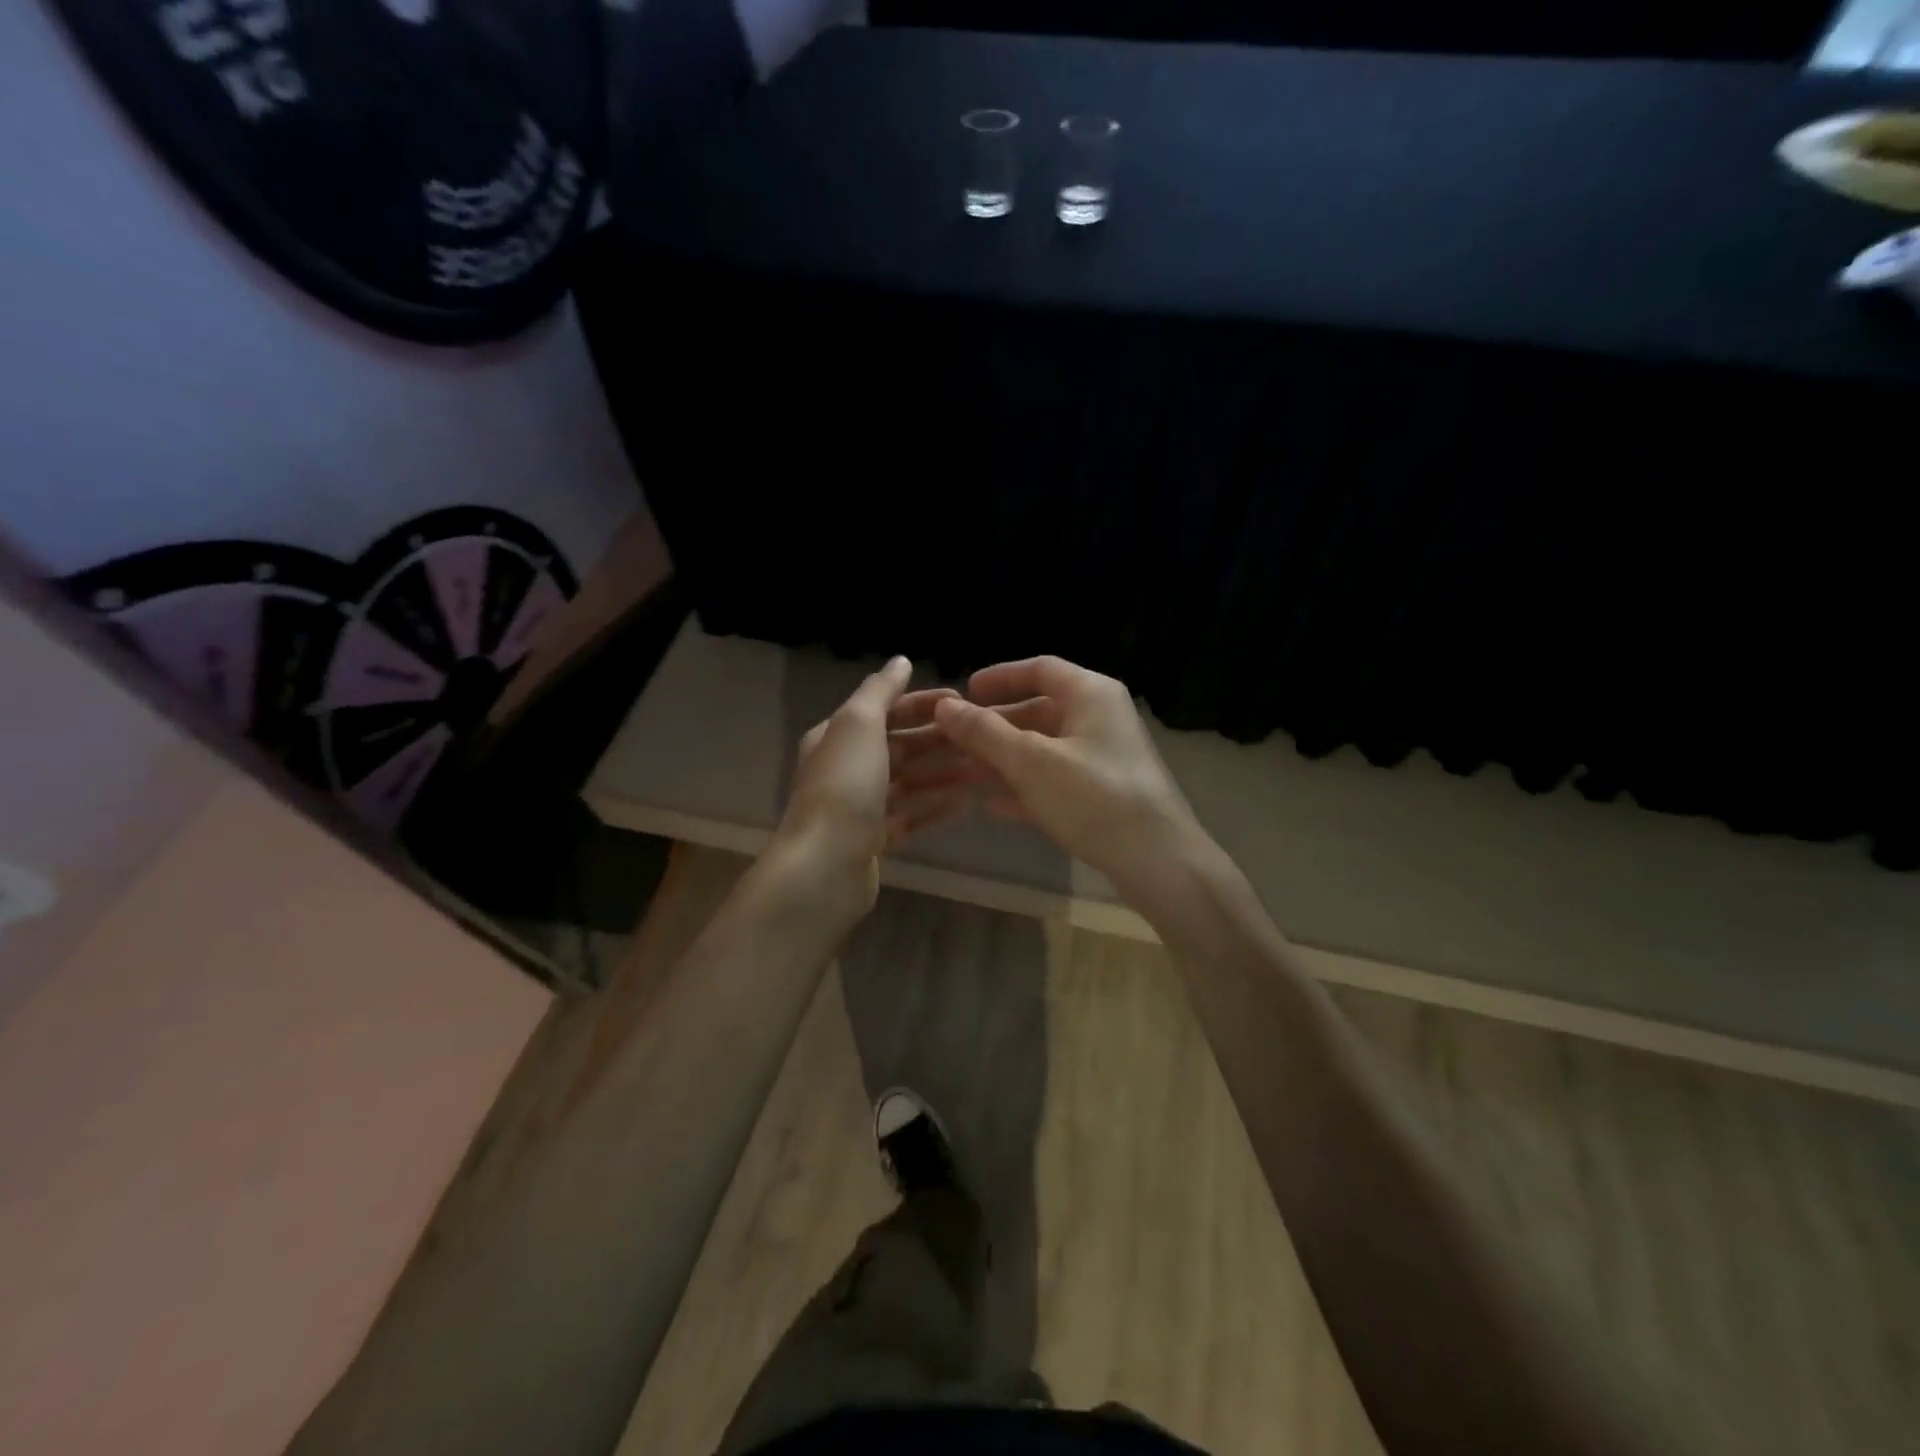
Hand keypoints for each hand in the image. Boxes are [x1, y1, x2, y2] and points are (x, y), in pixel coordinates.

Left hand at [770, 658, 972, 924]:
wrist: (823, 866)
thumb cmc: (844, 786)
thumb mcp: (859, 724)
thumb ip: (880, 691)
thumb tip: (900, 661)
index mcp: (837, 736)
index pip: (885, 710)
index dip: (923, 703)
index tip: (964, 702)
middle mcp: (845, 768)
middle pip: (899, 746)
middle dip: (938, 740)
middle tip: (981, 738)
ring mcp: (858, 807)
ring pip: (907, 783)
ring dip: (942, 775)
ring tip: (981, 770)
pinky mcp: (872, 841)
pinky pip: (909, 818)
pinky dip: (934, 809)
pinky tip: (965, 806)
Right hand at [913, 656, 1202, 896]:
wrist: (1158, 861)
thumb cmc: (1093, 797)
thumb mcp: (1030, 761)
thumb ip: (985, 732)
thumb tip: (944, 707)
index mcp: (1090, 695)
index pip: (1040, 669)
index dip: (1000, 677)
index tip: (965, 691)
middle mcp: (1100, 719)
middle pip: (1039, 711)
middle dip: (994, 727)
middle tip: (953, 740)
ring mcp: (1104, 759)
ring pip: (1044, 750)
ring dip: (1003, 760)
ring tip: (962, 774)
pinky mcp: (1104, 795)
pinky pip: (1056, 781)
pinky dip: (1025, 788)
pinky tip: (993, 807)